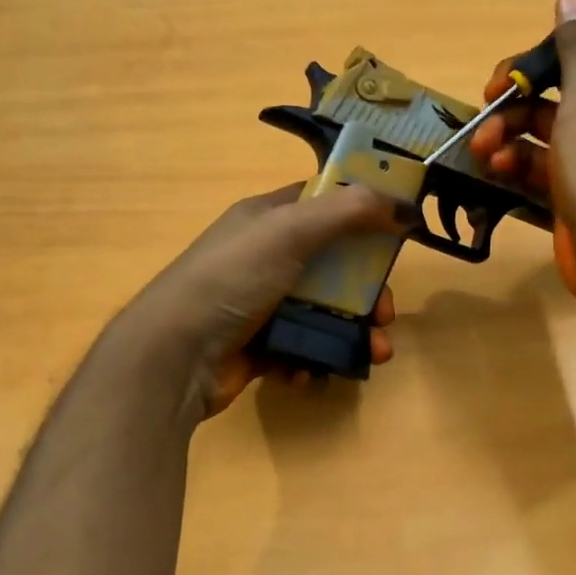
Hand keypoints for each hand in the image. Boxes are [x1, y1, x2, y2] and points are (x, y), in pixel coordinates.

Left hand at [118, 183, 400, 418]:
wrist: (173, 356)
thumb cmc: (232, 279)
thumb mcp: (289, 231)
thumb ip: (347, 211)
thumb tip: (402, 204)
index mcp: (267, 219)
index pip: (324, 202)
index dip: (363, 213)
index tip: (400, 232)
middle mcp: (265, 256)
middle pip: (334, 264)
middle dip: (367, 291)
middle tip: (385, 315)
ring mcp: (262, 303)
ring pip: (324, 310)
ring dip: (353, 332)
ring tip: (373, 354)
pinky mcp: (259, 345)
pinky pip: (302, 346)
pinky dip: (315, 358)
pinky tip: (313, 371)